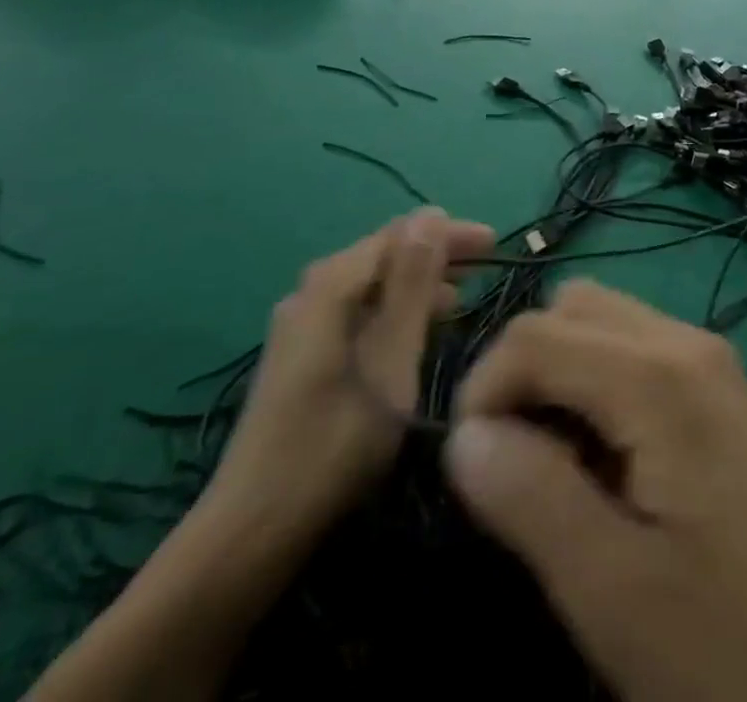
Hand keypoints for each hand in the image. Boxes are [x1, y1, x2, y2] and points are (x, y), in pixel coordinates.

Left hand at [205, 209, 493, 542]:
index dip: (449, 234)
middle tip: (485, 271)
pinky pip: (356, 311)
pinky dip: (392, 312)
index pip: (399, 234)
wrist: (251, 531)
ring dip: (416, 285)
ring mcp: (299, 325)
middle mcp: (309, 292)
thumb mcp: (390, 360)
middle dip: (435, 257)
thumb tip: (431, 214)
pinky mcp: (298, 355)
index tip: (495, 245)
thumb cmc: (335, 443)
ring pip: (370, 285)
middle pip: (383, 255)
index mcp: (329, 285)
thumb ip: (412, 285)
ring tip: (460, 299)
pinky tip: (413, 332)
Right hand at [443, 280, 746, 701]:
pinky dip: (598, 383)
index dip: (484, 390)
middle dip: (524, 370)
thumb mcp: (610, 590)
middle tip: (518, 463)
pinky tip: (608, 462)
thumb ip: (529, 496)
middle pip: (570, 307)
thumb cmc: (725, 646)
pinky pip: (635, 348)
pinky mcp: (718, 387)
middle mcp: (686, 341)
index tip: (472, 468)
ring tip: (560, 467)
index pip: (535, 335)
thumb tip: (463, 435)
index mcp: (658, 376)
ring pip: (602, 320)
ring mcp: (709, 359)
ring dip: (561, 374)